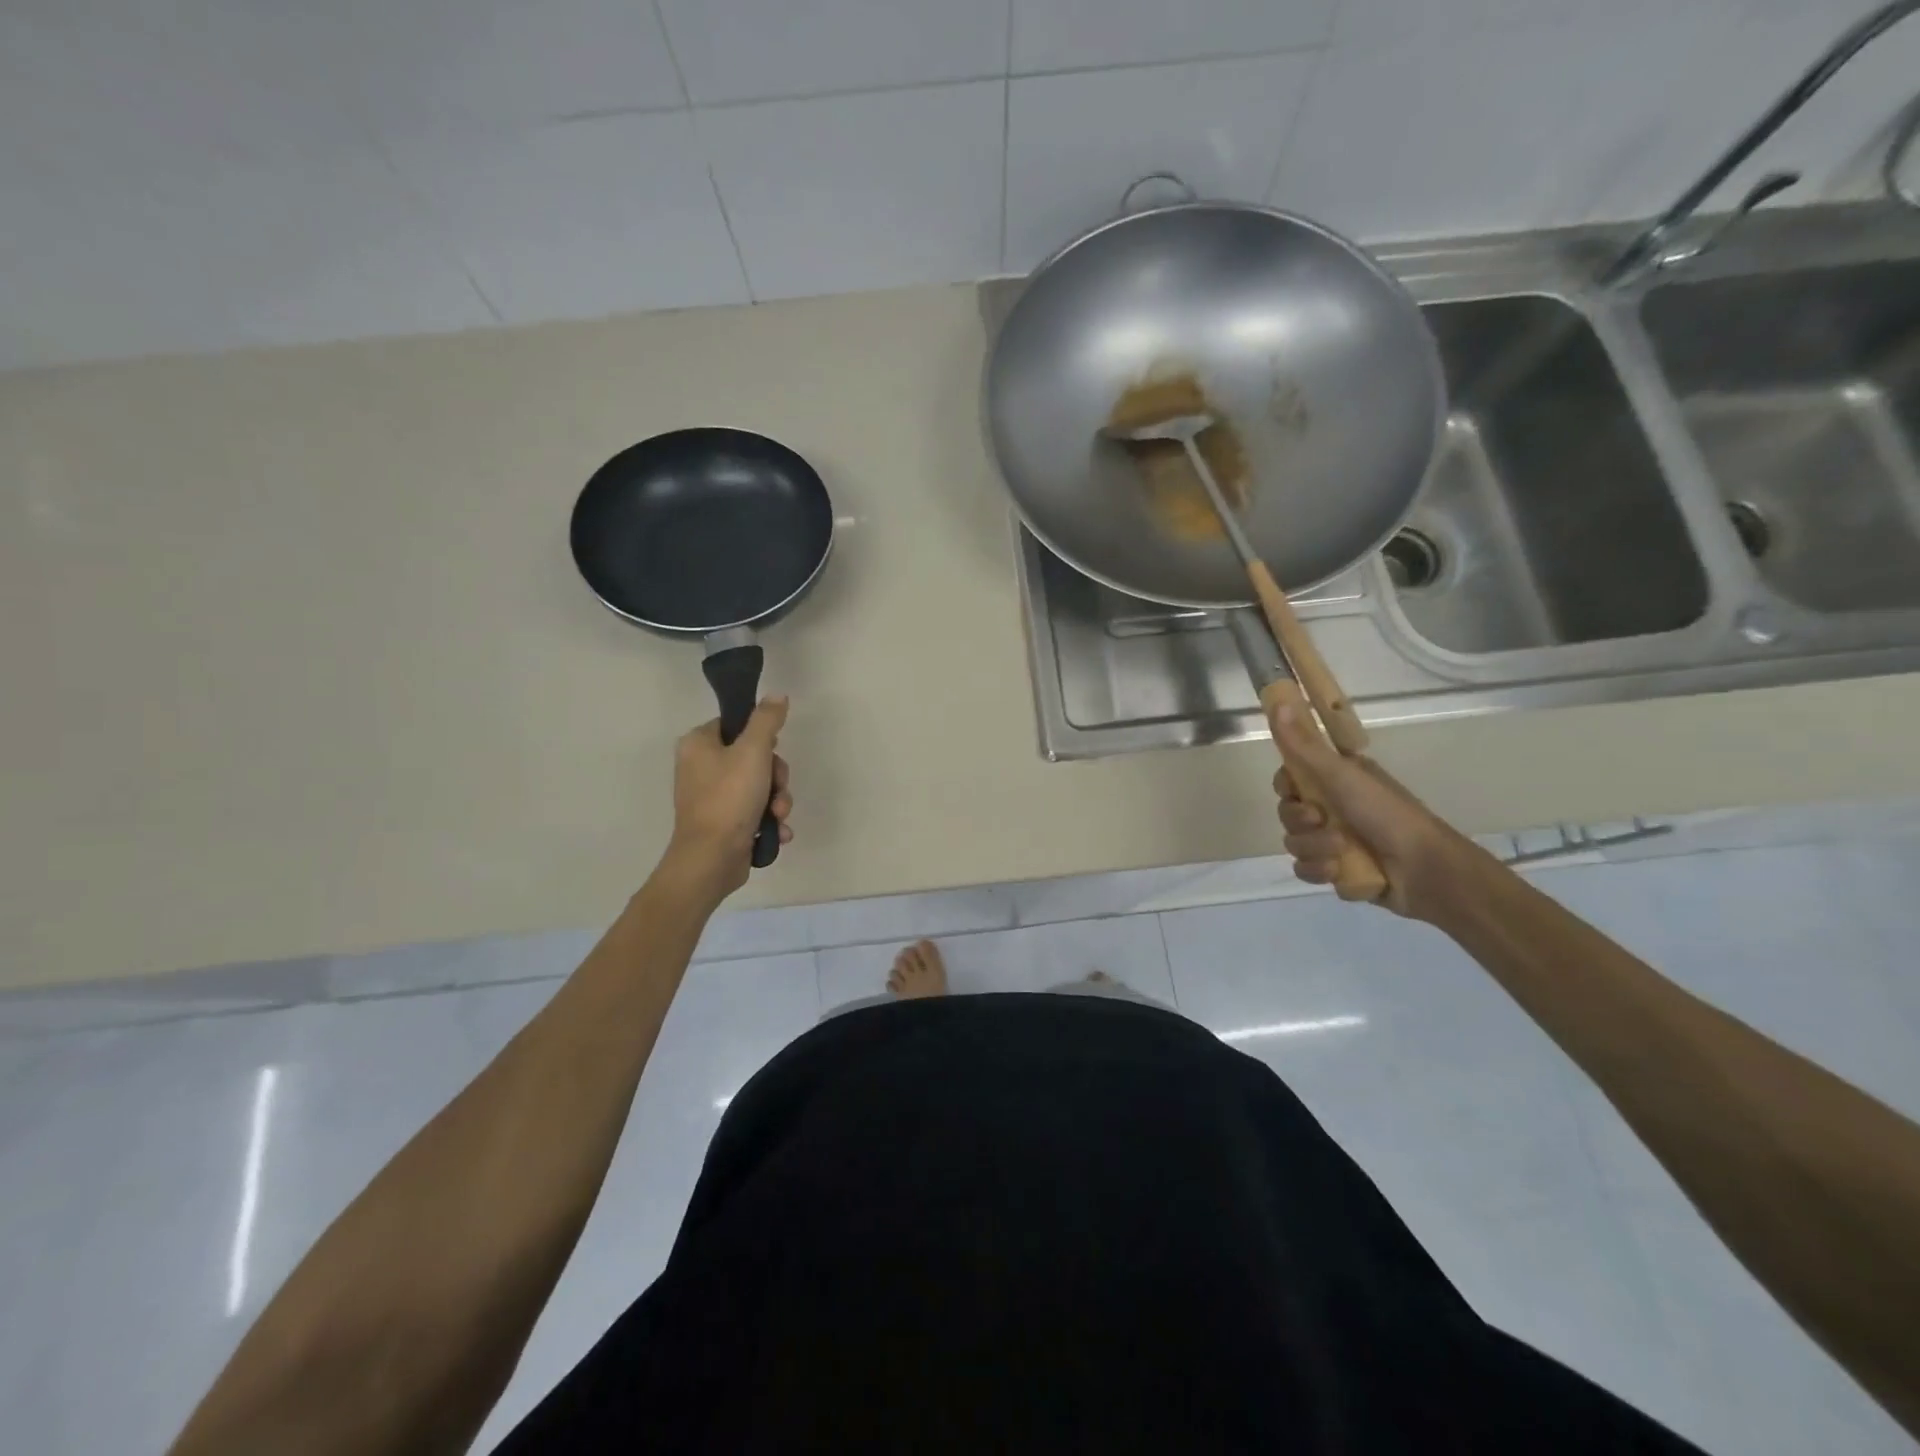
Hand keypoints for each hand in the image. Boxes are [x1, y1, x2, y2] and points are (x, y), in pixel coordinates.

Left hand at [665, 697, 792, 901]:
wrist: (711, 859)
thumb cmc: (729, 798)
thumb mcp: (754, 751)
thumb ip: (767, 720)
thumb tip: (777, 695)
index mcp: (698, 744)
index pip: (736, 724)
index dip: (762, 737)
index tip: (773, 751)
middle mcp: (700, 767)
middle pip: (753, 757)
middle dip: (776, 777)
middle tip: (778, 790)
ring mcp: (711, 797)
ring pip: (759, 785)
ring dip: (777, 800)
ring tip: (778, 816)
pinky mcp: (723, 822)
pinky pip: (754, 811)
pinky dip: (768, 820)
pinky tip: (776, 832)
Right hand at [1268, 704, 1475, 921]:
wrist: (1425, 869)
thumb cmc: (1386, 814)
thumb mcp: (1341, 774)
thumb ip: (1304, 744)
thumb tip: (1278, 701)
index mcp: (1336, 780)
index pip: (1290, 779)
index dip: (1285, 786)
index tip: (1294, 789)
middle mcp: (1333, 807)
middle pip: (1288, 813)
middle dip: (1300, 822)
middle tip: (1321, 821)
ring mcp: (1333, 841)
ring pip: (1295, 843)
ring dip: (1314, 849)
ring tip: (1340, 853)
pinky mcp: (1337, 871)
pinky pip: (1306, 870)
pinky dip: (1320, 872)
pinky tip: (1338, 872)